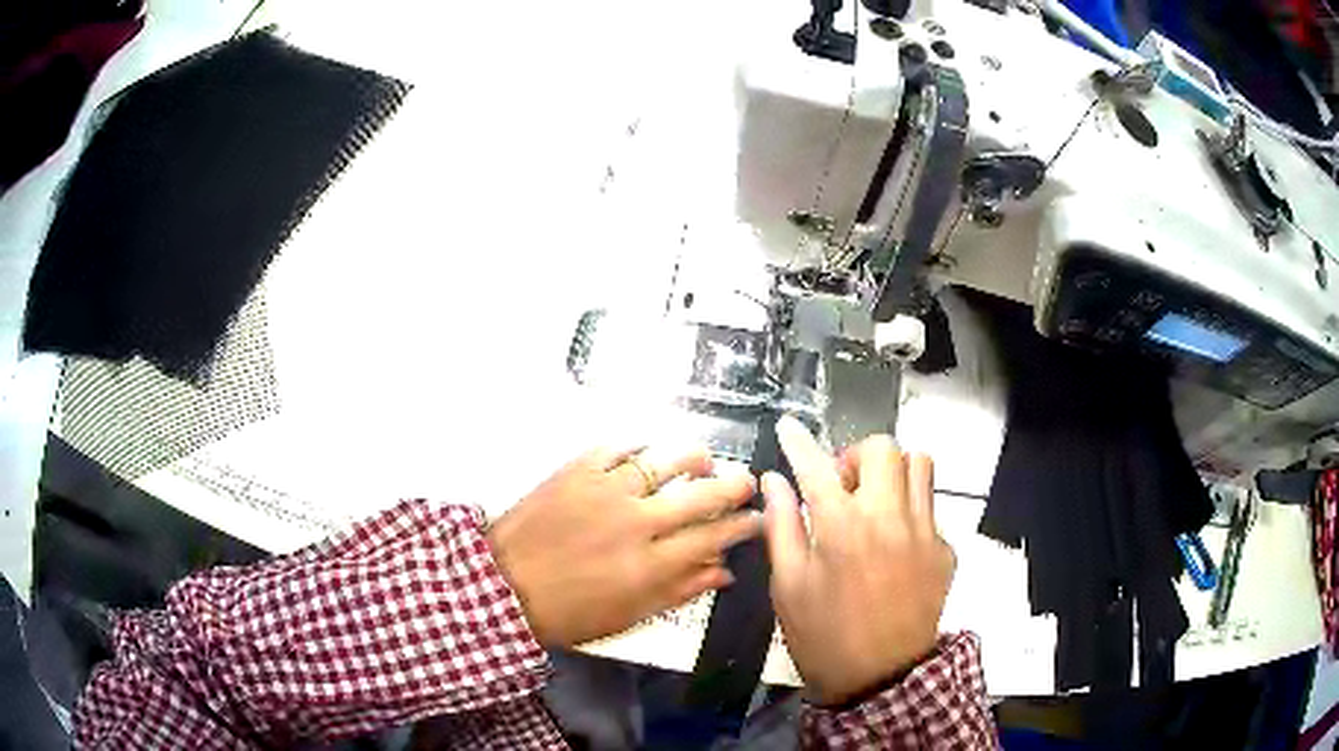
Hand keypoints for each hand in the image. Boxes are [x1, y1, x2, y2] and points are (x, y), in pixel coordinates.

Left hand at [488, 445, 760, 647]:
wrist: (503, 586)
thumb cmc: (569, 612)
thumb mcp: (629, 616)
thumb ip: (680, 591)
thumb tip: (723, 571)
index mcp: (650, 565)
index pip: (714, 537)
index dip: (744, 525)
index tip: (759, 518)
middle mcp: (636, 522)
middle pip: (700, 494)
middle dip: (734, 486)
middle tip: (747, 481)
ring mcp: (605, 490)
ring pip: (664, 460)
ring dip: (693, 457)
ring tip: (704, 460)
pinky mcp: (576, 470)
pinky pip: (617, 447)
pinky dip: (639, 446)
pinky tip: (649, 450)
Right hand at [763, 417, 954, 705]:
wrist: (880, 678)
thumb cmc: (823, 635)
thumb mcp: (788, 586)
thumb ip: (782, 526)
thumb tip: (774, 481)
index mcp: (842, 527)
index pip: (817, 465)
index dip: (798, 441)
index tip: (789, 427)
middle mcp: (889, 517)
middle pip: (883, 448)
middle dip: (856, 455)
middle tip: (842, 485)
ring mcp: (924, 531)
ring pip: (920, 465)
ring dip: (892, 472)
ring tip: (875, 501)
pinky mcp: (945, 549)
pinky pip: (931, 508)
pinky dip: (910, 510)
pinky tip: (895, 544)